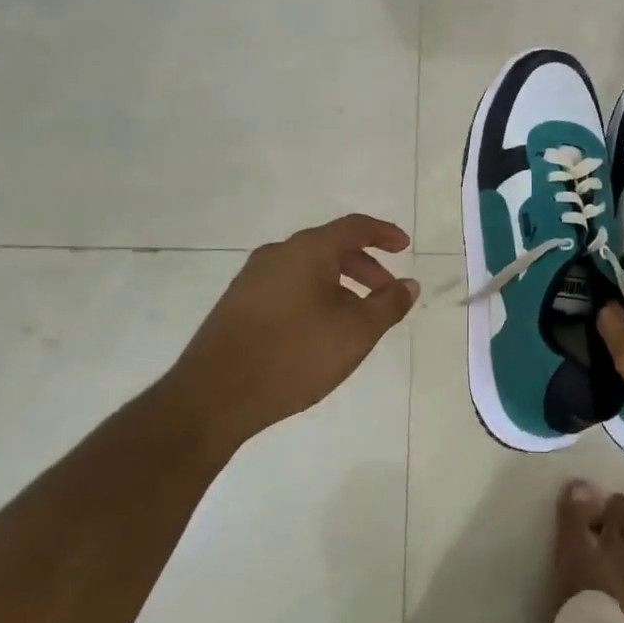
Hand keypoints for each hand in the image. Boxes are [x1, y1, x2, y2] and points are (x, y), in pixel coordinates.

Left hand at [172, 214, 417, 449]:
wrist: (215, 395)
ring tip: (355, 318)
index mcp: (308, 250)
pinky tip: (319, 332)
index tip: (404, 247)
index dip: (384, 234)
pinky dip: (314, 297)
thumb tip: (409, 285)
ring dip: (339, 285)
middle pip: (330, 248)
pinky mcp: (237, 304)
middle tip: (385, 294)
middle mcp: (278, 254)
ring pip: (307, 270)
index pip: (354, 227)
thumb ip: (388, 304)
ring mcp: (252, 279)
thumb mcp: (356, 331)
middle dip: (365, 267)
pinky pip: (287, 288)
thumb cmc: (295, 354)